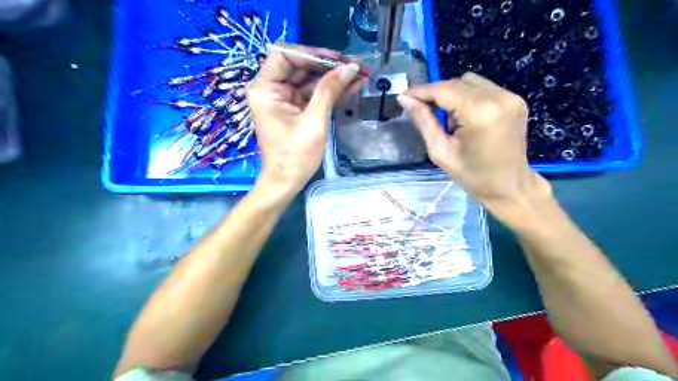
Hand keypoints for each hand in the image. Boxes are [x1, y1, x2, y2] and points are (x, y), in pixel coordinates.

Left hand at [248, 44, 362, 194]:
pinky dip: (330, 92)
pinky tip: (351, 87)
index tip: (338, 60)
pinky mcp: (294, 110)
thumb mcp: (315, 121)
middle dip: (329, 66)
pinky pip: (312, 94)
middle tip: (356, 67)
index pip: (286, 55)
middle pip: (300, 66)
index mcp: (266, 89)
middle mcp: (271, 89)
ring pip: (309, 80)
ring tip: (360, 75)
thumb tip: (350, 67)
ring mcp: (283, 100)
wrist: (287, 182)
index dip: (313, 54)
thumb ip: (330, 90)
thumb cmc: (296, 155)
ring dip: (334, 79)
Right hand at [398, 73, 549, 221]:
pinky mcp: (515, 100)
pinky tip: (465, 117)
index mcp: (479, 113)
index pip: (443, 90)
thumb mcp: (440, 151)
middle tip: (422, 110)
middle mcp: (498, 97)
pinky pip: (483, 88)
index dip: (421, 91)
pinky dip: (468, 97)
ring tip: (448, 119)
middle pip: (456, 82)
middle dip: (436, 93)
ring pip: (470, 82)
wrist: (509, 187)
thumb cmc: (472, 176)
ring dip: (452, 94)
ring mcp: (510, 97)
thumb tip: (405, 99)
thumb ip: (423, 121)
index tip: (403, 96)